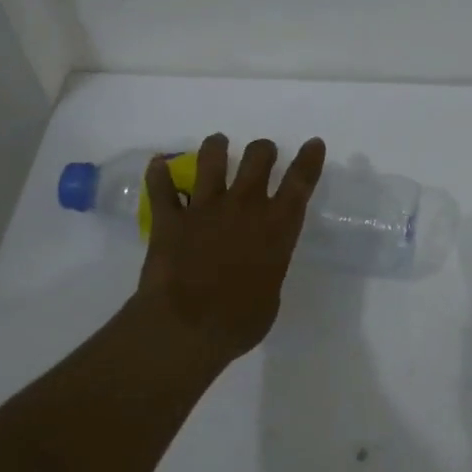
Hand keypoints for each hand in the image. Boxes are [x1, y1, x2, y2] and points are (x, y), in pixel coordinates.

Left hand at [131, 133, 325, 365]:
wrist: (186, 328)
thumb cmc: (239, 322)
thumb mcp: (270, 296)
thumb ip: (268, 269)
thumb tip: (259, 267)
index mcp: (276, 227)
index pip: (299, 184)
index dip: (308, 160)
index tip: (313, 143)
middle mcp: (244, 207)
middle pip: (257, 158)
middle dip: (263, 150)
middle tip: (263, 153)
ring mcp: (204, 208)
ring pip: (211, 160)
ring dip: (216, 147)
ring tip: (218, 143)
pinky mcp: (170, 219)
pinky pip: (162, 187)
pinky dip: (158, 174)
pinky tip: (158, 164)